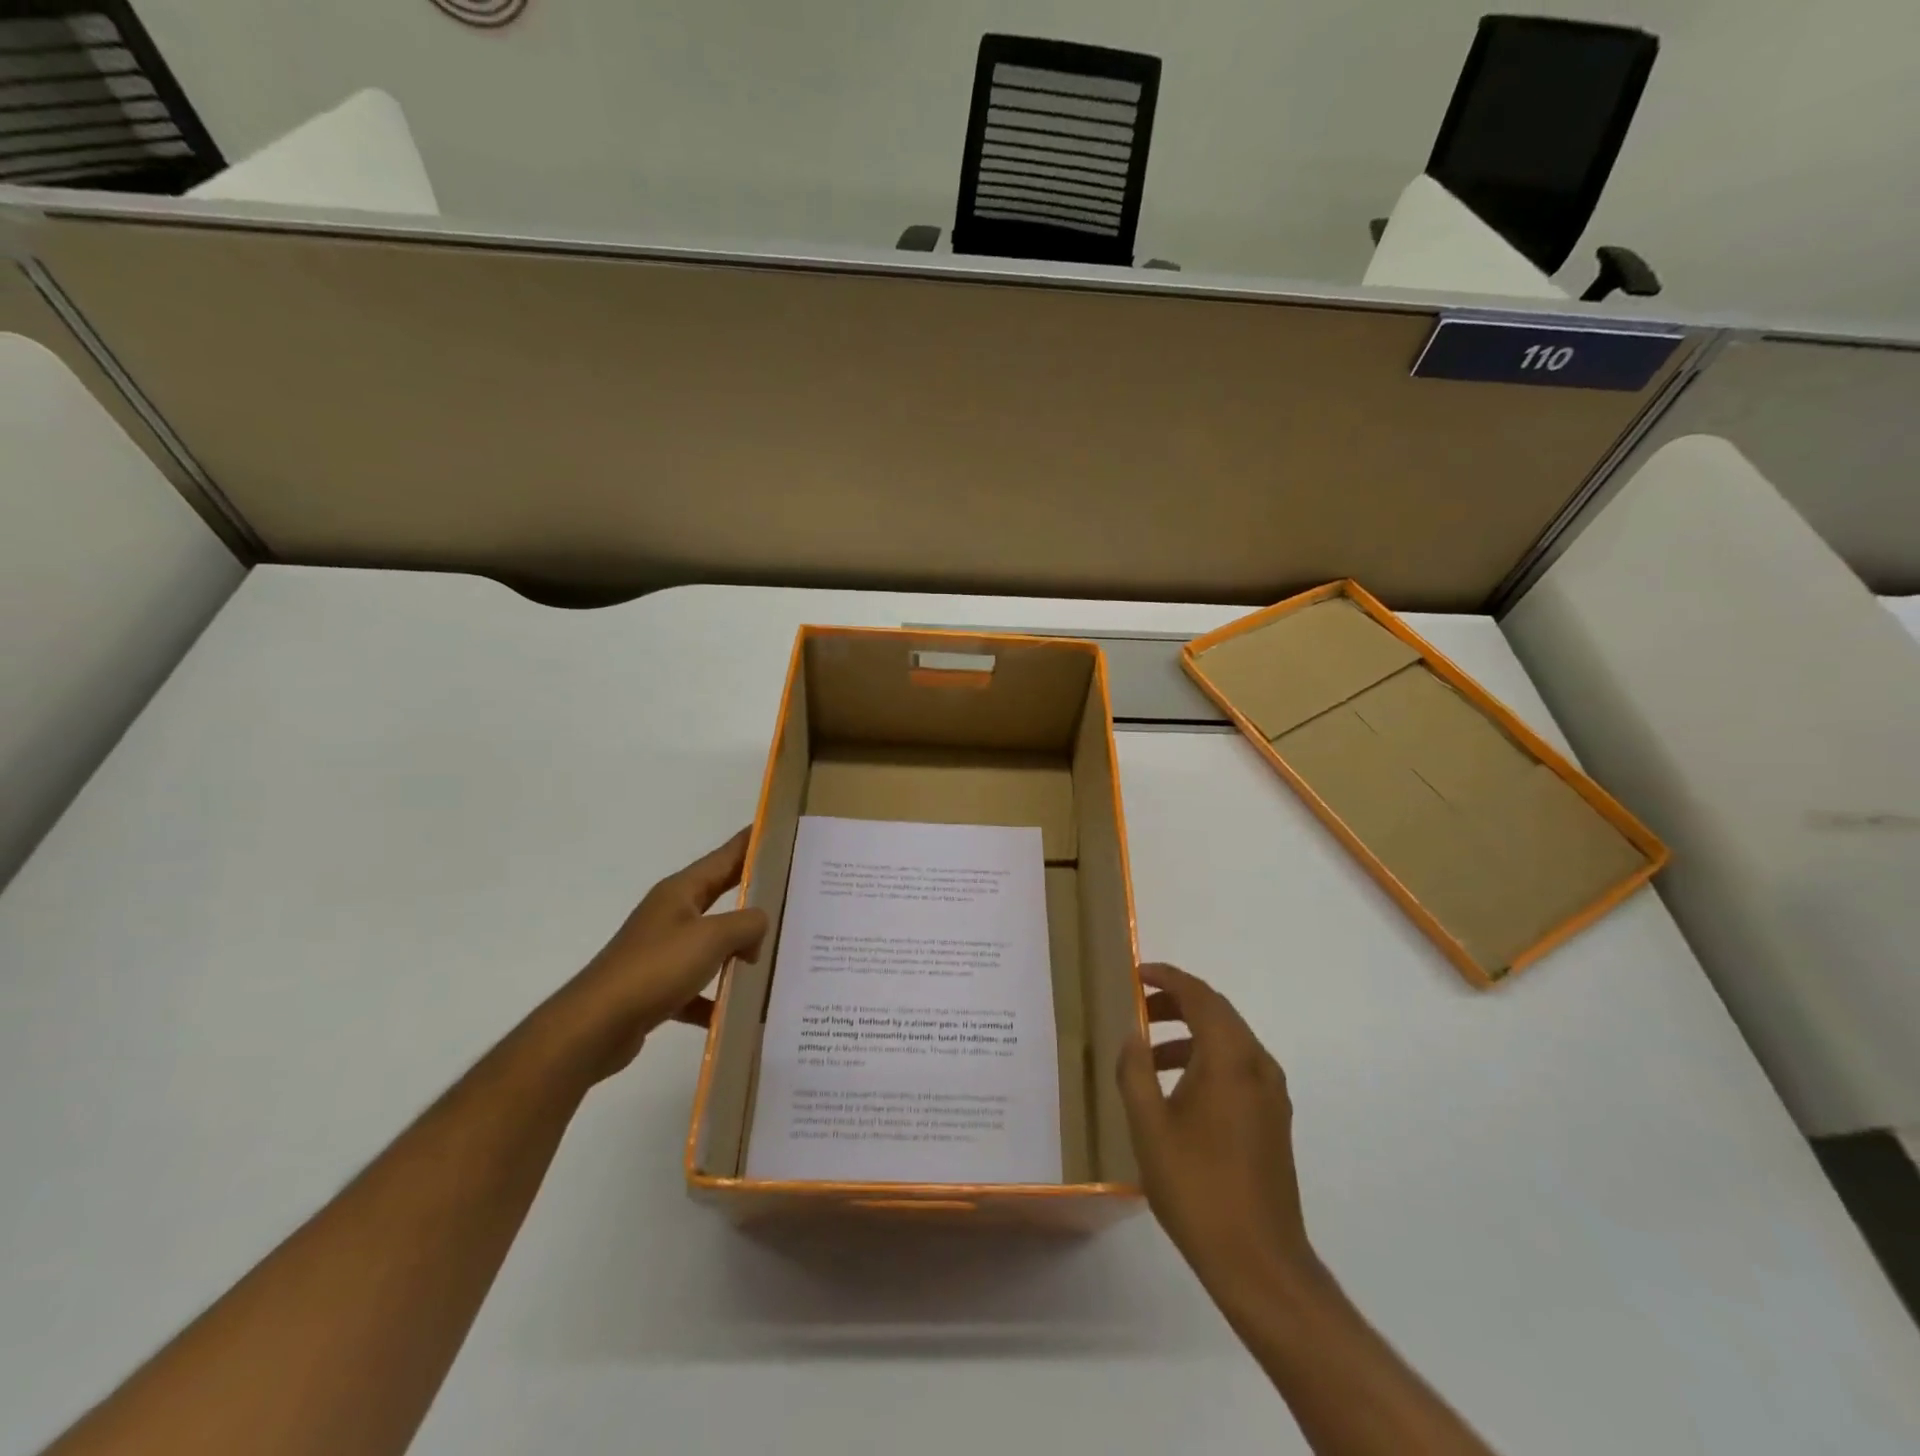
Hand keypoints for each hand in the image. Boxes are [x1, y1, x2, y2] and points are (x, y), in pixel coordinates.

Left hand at [538, 828, 768, 1081]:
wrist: (595, 1026)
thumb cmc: (655, 968)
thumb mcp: (712, 937)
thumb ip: (747, 924)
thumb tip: (759, 928)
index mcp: (681, 892)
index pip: (725, 856)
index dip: (752, 842)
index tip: (779, 831)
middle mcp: (671, 914)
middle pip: (721, 895)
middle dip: (753, 892)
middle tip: (791, 890)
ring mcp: (663, 951)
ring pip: (712, 943)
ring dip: (739, 950)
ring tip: (776, 954)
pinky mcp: (657, 987)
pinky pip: (697, 986)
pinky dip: (715, 997)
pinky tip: (737, 1012)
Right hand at [1117, 963, 1318, 1296]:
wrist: (1259, 1262)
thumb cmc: (1197, 1187)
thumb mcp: (1149, 1126)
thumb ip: (1135, 1071)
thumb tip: (1132, 1035)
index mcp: (1230, 1059)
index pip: (1199, 996)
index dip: (1167, 978)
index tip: (1137, 974)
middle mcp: (1258, 1065)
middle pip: (1217, 1012)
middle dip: (1176, 1003)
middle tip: (1137, 1008)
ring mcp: (1271, 1094)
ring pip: (1228, 1041)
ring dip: (1189, 1034)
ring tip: (1148, 1055)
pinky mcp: (1273, 1119)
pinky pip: (1238, 1068)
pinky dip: (1206, 1060)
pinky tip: (1177, 1091)